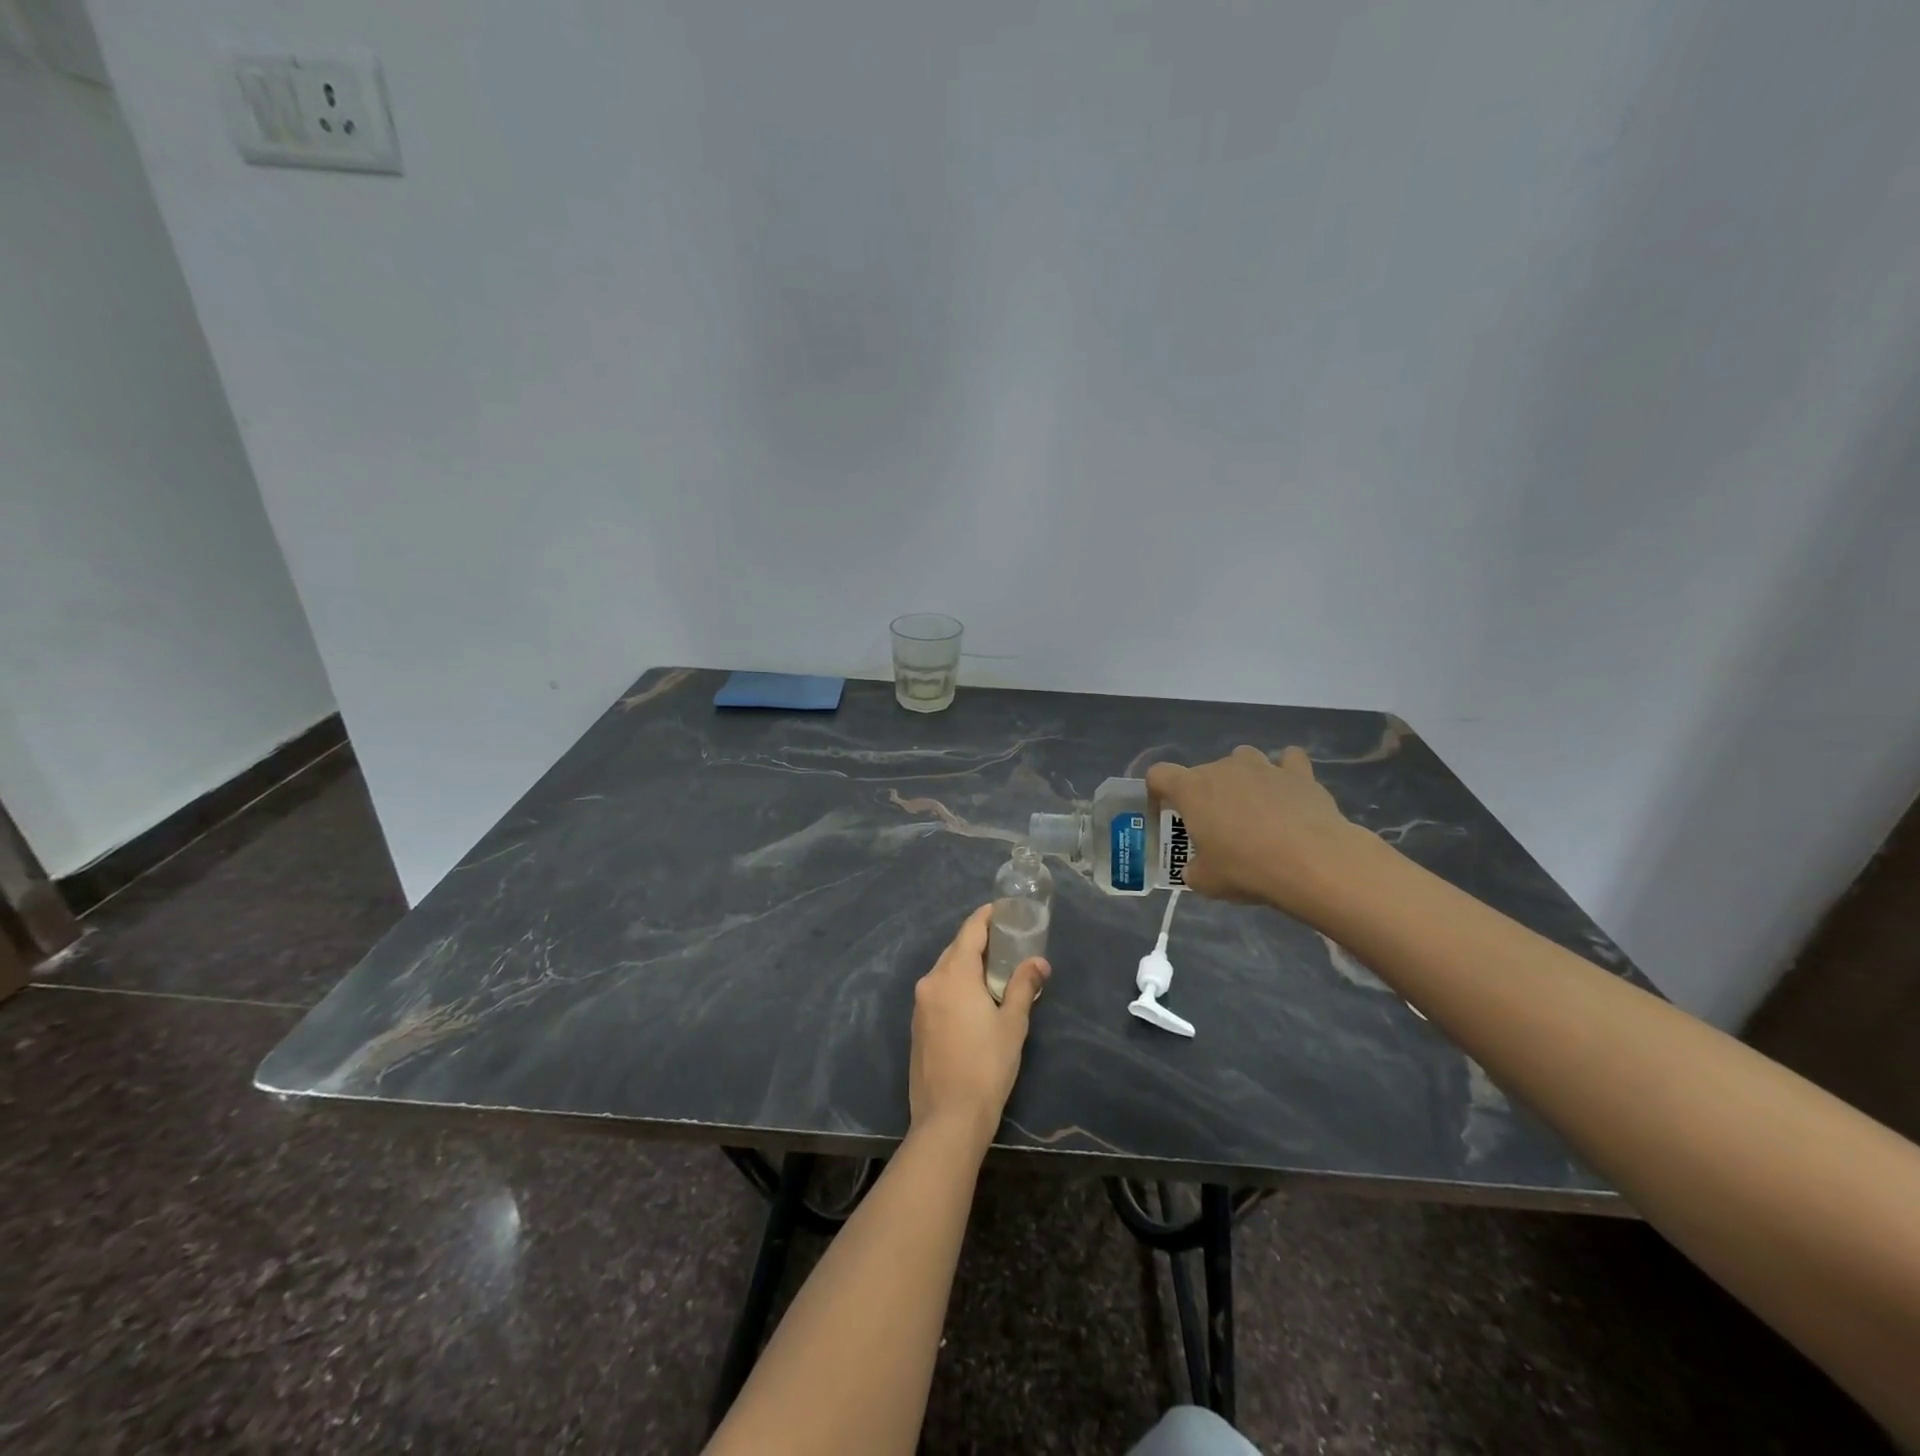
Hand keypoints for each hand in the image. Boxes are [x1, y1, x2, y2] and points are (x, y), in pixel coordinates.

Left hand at [909, 904, 1049, 1146]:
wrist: (948, 1118)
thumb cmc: (986, 1066)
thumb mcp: (1012, 1024)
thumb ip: (1024, 986)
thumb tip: (1039, 962)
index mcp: (953, 975)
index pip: (970, 931)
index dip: (987, 917)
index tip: (1004, 910)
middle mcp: (931, 981)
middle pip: (956, 949)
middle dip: (980, 941)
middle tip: (1008, 942)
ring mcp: (920, 1004)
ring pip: (946, 970)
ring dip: (968, 965)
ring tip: (996, 970)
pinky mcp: (917, 1025)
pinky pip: (939, 991)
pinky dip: (957, 985)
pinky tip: (975, 999)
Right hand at [1147, 745, 1369, 916]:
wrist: (1311, 863)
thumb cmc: (1245, 868)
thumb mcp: (1205, 881)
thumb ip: (1193, 869)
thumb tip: (1196, 868)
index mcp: (1191, 789)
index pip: (1159, 775)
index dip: (1158, 793)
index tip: (1168, 816)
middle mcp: (1223, 768)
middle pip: (1203, 771)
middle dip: (1206, 795)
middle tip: (1217, 829)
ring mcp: (1263, 766)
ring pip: (1243, 759)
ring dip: (1243, 777)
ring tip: (1253, 807)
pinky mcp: (1299, 773)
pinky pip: (1288, 761)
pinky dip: (1286, 772)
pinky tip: (1290, 792)